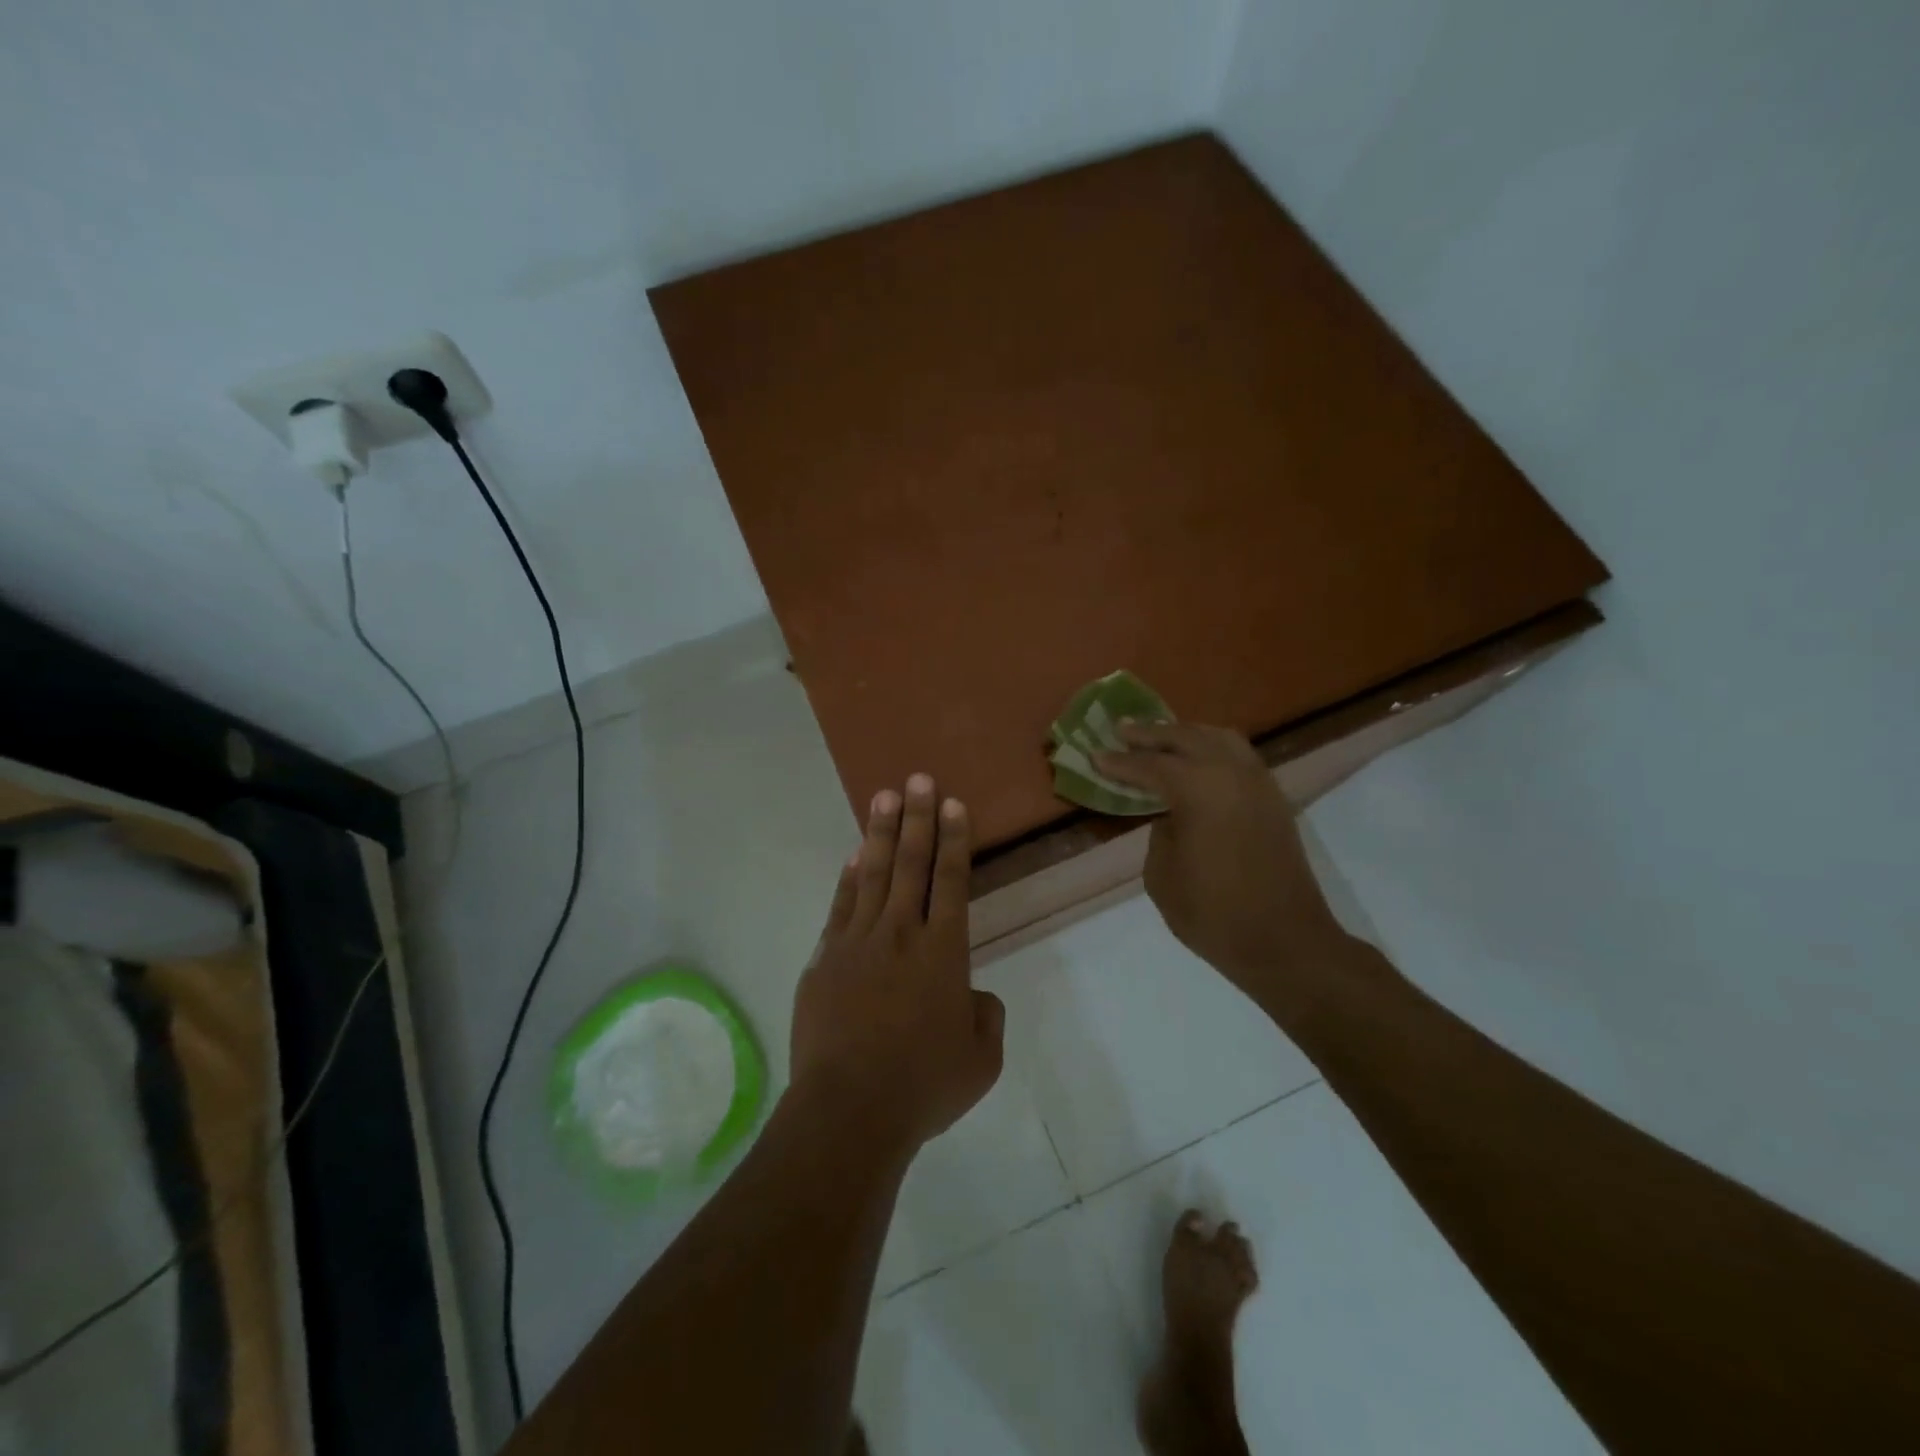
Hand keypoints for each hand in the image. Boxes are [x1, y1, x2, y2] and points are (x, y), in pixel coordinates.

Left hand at [789, 774, 1004, 1154]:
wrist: (849, 1110)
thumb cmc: (924, 1086)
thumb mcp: (981, 1059)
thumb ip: (985, 1017)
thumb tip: (972, 995)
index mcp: (944, 951)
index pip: (951, 881)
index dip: (954, 839)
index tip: (952, 804)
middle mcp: (901, 934)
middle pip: (912, 864)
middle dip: (918, 818)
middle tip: (918, 779)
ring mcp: (858, 943)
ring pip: (874, 875)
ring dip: (882, 834)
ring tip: (884, 797)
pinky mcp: (826, 960)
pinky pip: (841, 906)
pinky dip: (850, 878)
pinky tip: (855, 856)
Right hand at [1096, 723, 1344, 988]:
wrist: (1285, 943)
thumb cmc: (1214, 913)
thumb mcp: (1161, 875)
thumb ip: (1159, 832)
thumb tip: (1170, 815)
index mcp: (1198, 788)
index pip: (1150, 764)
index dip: (1119, 762)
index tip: (1095, 755)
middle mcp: (1231, 773)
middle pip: (1186, 737)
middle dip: (1151, 734)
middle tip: (1122, 731)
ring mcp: (1259, 783)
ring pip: (1219, 738)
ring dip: (1186, 734)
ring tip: (1161, 738)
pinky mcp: (1274, 800)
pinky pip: (1239, 756)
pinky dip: (1213, 748)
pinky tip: (1198, 761)